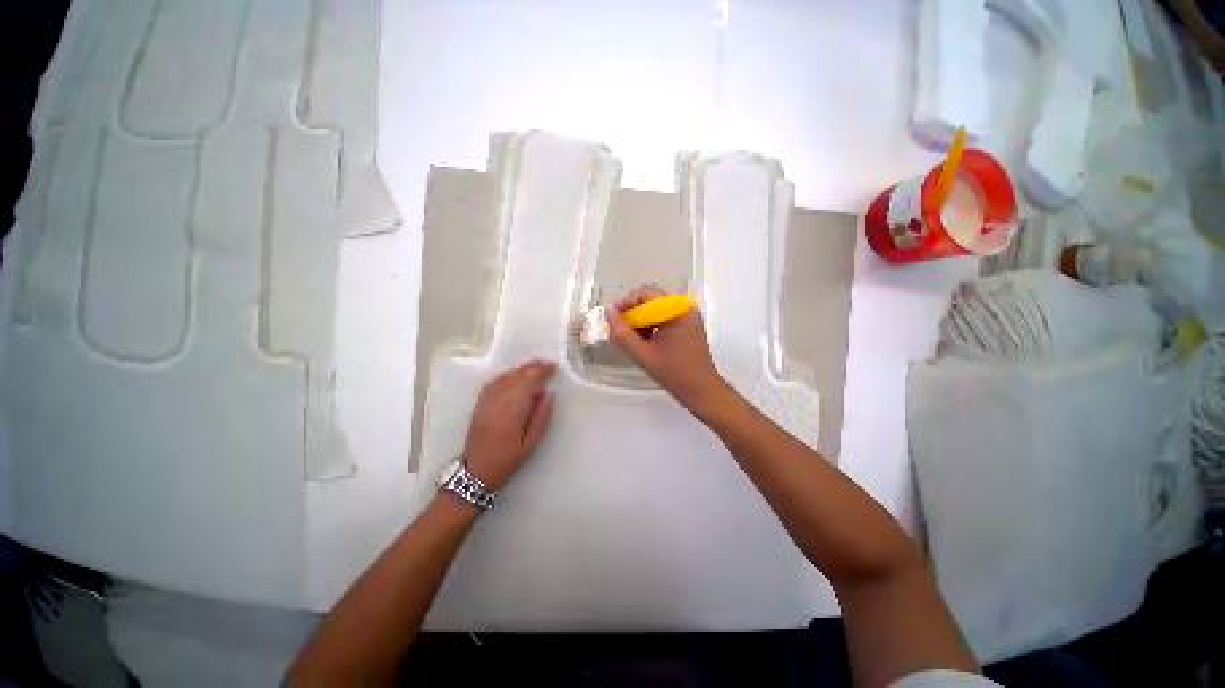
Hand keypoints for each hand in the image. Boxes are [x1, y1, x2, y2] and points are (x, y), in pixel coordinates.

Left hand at [463, 359, 556, 490]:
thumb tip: (549, 394)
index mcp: (511, 413)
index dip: (540, 372)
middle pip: (516, 378)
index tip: (553, 367)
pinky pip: (493, 383)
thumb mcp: (531, 444)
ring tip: (534, 364)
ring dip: (520, 369)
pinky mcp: (480, 404)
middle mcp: (497, 403)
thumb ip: (541, 417)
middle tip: (547, 364)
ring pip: (504, 378)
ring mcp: (486, 402)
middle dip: (532, 368)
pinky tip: (514, 374)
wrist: (475, 472)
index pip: (527, 383)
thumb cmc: (507, 460)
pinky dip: (506, 375)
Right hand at [606, 285, 732, 416]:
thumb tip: (609, 313)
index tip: (612, 318)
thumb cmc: (675, 373)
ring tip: (629, 340)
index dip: (626, 302)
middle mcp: (684, 309)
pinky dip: (649, 329)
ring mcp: (686, 318)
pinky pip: (662, 320)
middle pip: (651, 301)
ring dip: (639, 323)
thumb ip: (623, 334)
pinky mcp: (685, 328)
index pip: (647, 294)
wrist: (702, 392)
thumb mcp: (644, 355)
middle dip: (632, 315)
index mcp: (678, 310)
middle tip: (618, 331)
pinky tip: (641, 344)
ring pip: (655, 311)